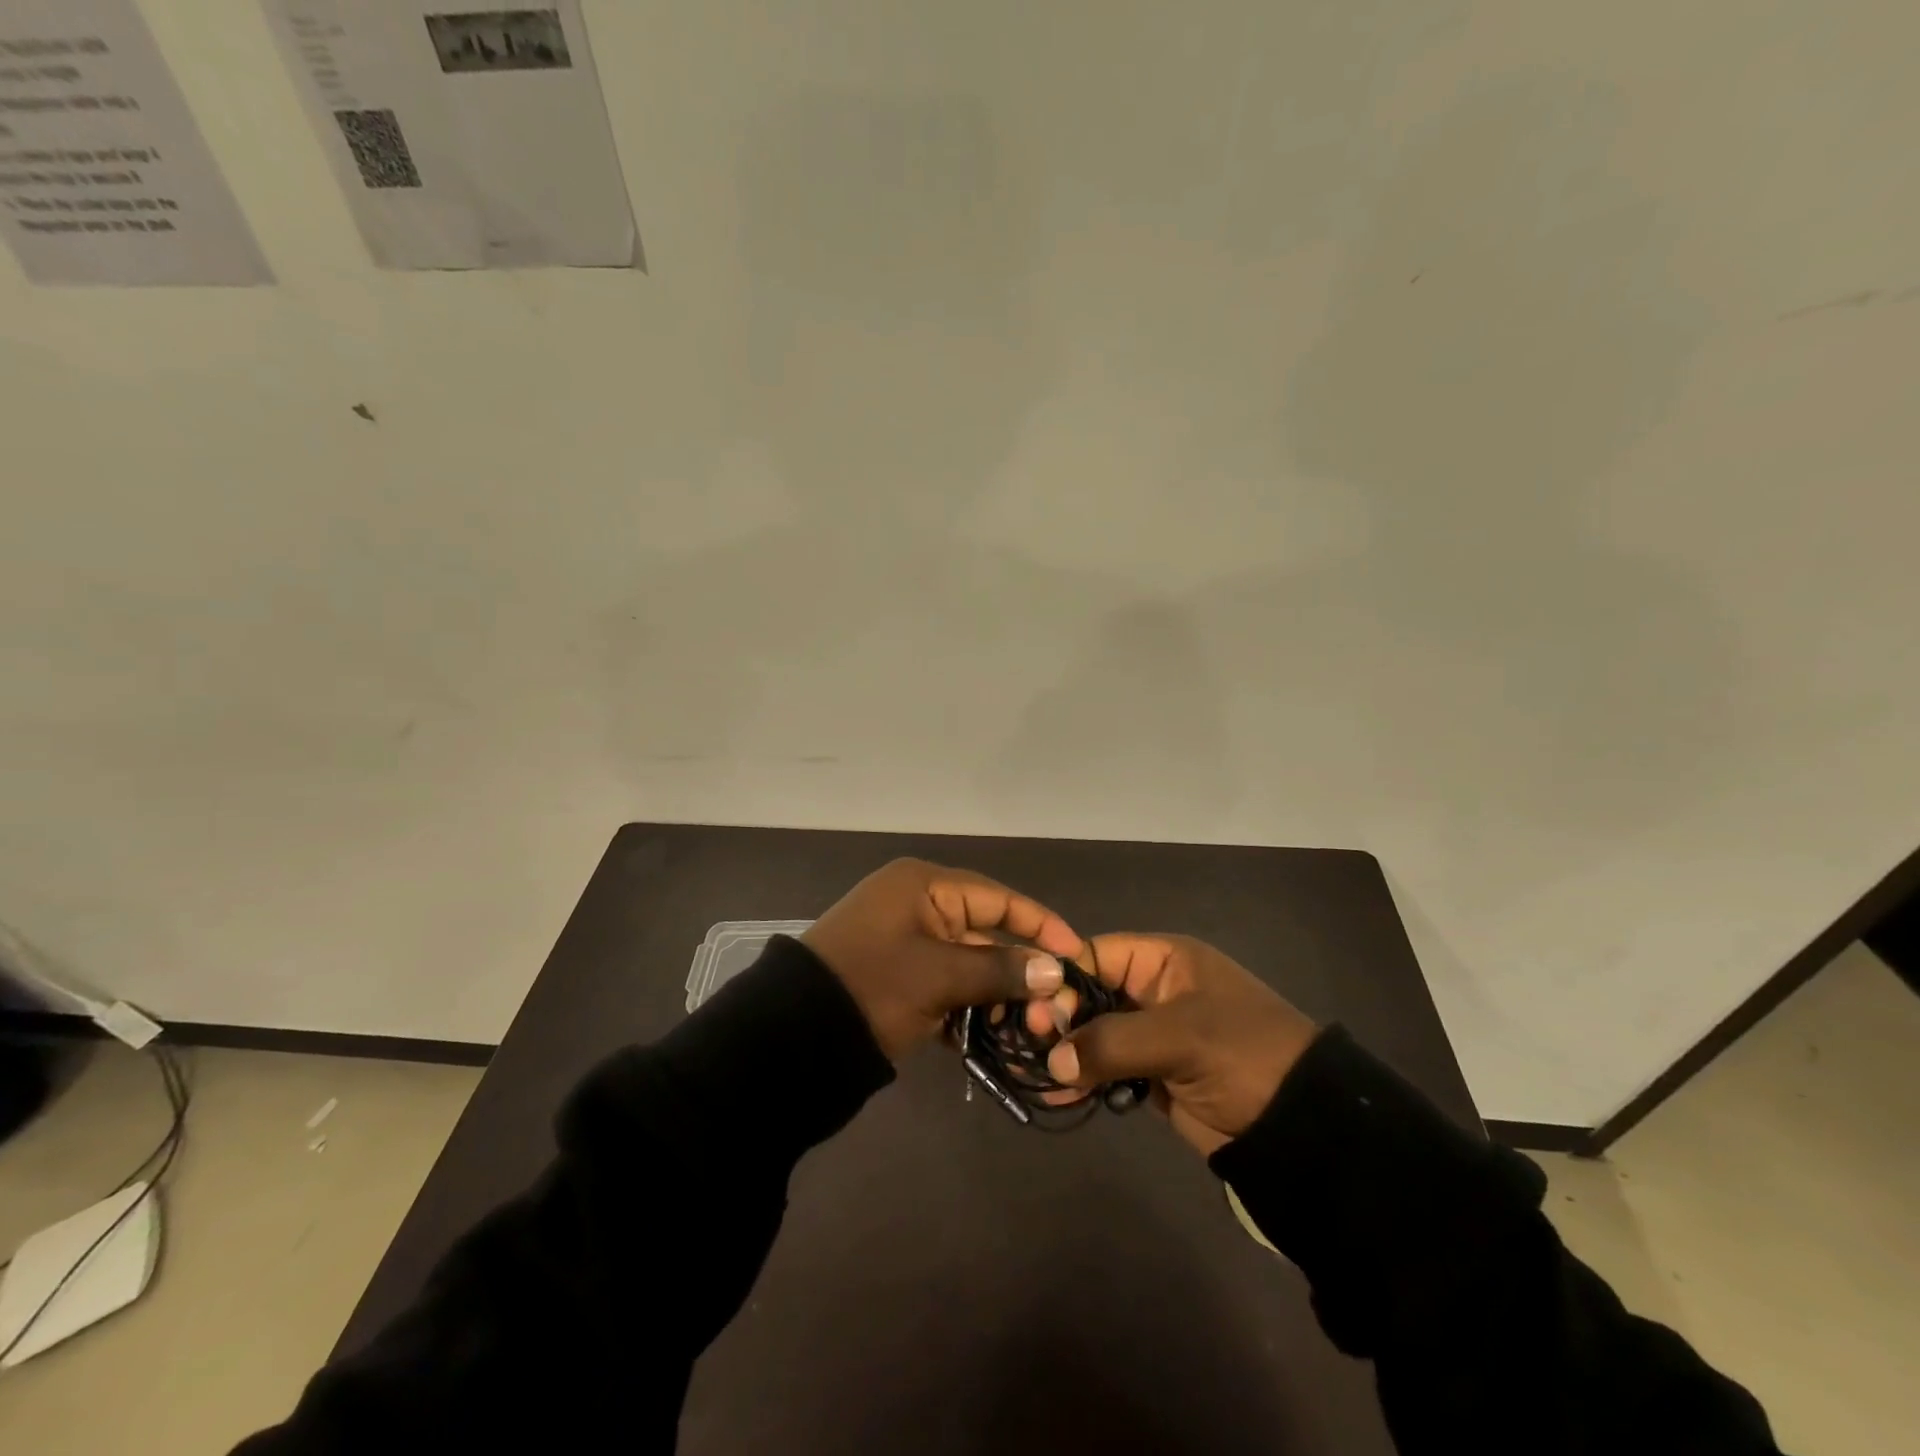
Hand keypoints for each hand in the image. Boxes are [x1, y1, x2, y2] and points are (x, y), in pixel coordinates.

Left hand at [802, 858, 1082, 1060]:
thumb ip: (998, 969)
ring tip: (1031, 1025)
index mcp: (924, 886)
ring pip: (968, 962)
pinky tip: (992, 1034)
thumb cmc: (872, 986)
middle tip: (1057, 1003)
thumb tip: (1055, 970)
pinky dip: (967, 1005)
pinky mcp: (901, 975)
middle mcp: (919, 905)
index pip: (997, 897)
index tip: (1076, 952)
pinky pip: (947, 983)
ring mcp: (908, 941)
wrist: (794, 1035)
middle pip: (985, 931)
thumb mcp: (938, 976)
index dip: (1039, 923)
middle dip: (1019, 968)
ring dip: (996, 993)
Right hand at [1041, 933, 1318, 1154]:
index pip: (1096, 954)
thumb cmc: (1244, 1056)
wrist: (1303, 1127)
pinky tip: (1059, 1093)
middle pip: (1089, 993)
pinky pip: (1107, 1067)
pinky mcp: (1153, 1073)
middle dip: (1059, 1016)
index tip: (1037, 1010)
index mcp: (1164, 961)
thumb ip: (1113, 1041)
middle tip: (1033, 1043)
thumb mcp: (1181, 1037)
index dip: (1063, 978)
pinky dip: (1084, 1077)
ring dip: (1066, 1050)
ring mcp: (1152, 1033)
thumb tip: (1053, 1059)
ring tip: (1035, 1071)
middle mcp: (1153, 990)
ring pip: (1094, 1032)